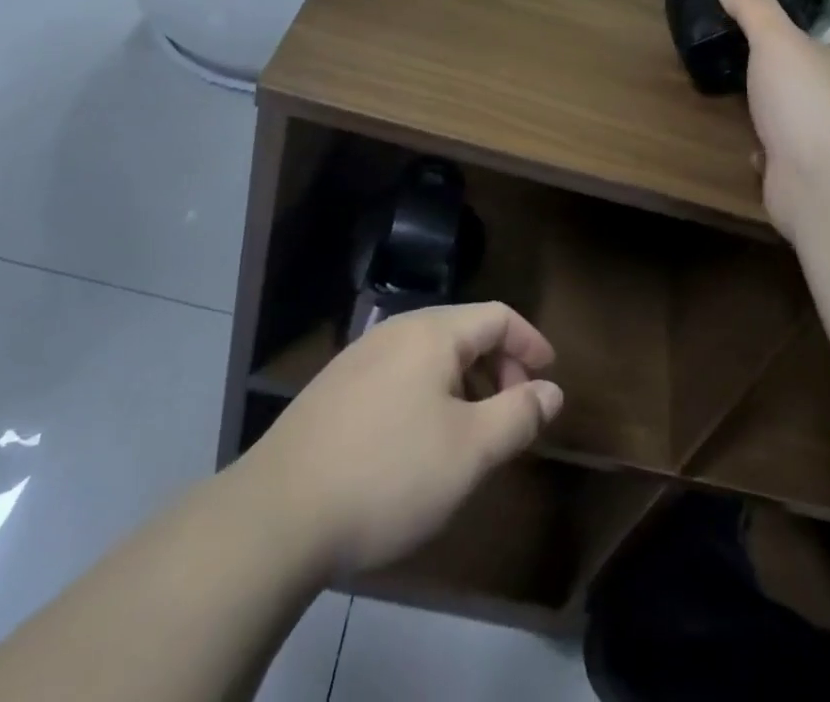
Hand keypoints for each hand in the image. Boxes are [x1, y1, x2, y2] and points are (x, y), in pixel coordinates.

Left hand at [246, 302, 563, 578]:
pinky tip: (420, 440)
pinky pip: (400, 374)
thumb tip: (551, 391)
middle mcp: (396, 330)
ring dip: (464, 383)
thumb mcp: (470, 451)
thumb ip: (518, 415)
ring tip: (472, 432)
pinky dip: (429, 394)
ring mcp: (360, 357)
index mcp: (432, 332)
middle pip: (464, 331)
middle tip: (513, 413)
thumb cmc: (389, 474)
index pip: (497, 315)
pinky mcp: (335, 388)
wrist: (277, 513)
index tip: (550, 377)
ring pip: (430, 355)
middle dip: (499, 366)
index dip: (531, 342)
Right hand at [717, 0, 829, 233]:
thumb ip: (753, 9)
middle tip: (737, 67)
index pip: (818, 45)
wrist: (824, 184)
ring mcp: (829, 142)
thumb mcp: (776, 41)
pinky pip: (783, 154)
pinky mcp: (809, 174)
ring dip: (769, 116)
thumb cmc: (806, 101)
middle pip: (805, 82)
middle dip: (776, 80)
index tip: (754, 35)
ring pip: (793, 119)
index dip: (789, 39)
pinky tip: (749, 145)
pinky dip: (767, 151)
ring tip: (736, 103)